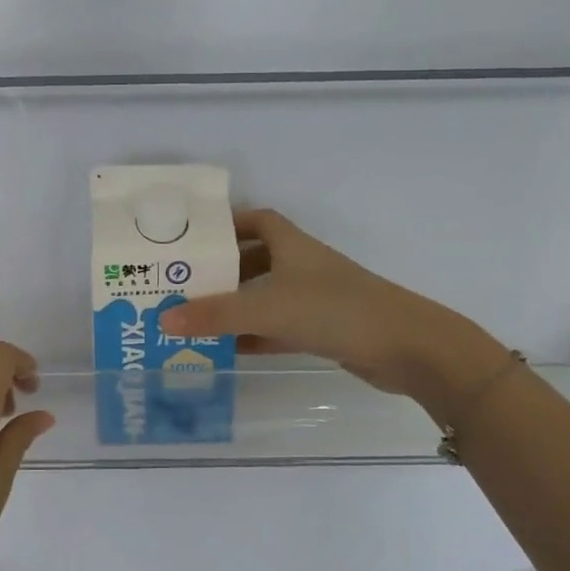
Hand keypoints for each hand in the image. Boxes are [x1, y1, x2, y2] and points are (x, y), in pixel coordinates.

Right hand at [159, 208, 503, 411]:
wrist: (406, 347)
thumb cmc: (336, 310)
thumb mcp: (268, 308)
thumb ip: (215, 315)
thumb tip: (162, 319)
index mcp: (293, 246)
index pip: (258, 221)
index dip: (228, 225)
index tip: (196, 239)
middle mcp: (303, 267)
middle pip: (255, 261)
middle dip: (222, 271)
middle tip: (182, 284)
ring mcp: (314, 300)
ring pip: (265, 297)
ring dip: (235, 306)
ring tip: (194, 317)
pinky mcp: (322, 330)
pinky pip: (277, 328)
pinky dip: (253, 335)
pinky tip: (226, 349)